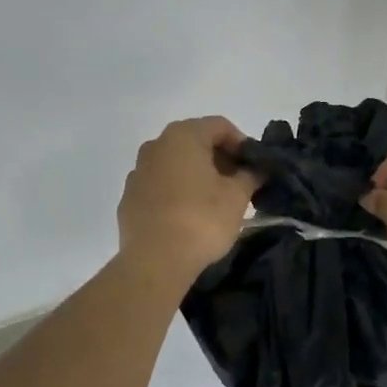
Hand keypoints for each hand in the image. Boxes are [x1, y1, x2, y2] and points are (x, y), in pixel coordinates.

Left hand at [118, 117, 259, 283]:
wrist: (155, 260)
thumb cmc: (201, 220)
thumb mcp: (237, 197)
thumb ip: (250, 176)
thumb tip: (257, 170)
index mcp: (183, 136)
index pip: (220, 126)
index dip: (242, 144)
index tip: (254, 167)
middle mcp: (156, 145)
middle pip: (195, 142)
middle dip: (219, 159)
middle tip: (238, 183)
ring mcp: (138, 172)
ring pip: (175, 164)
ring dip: (196, 175)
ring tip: (214, 201)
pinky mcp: (129, 198)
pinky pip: (159, 186)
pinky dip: (176, 192)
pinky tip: (188, 215)